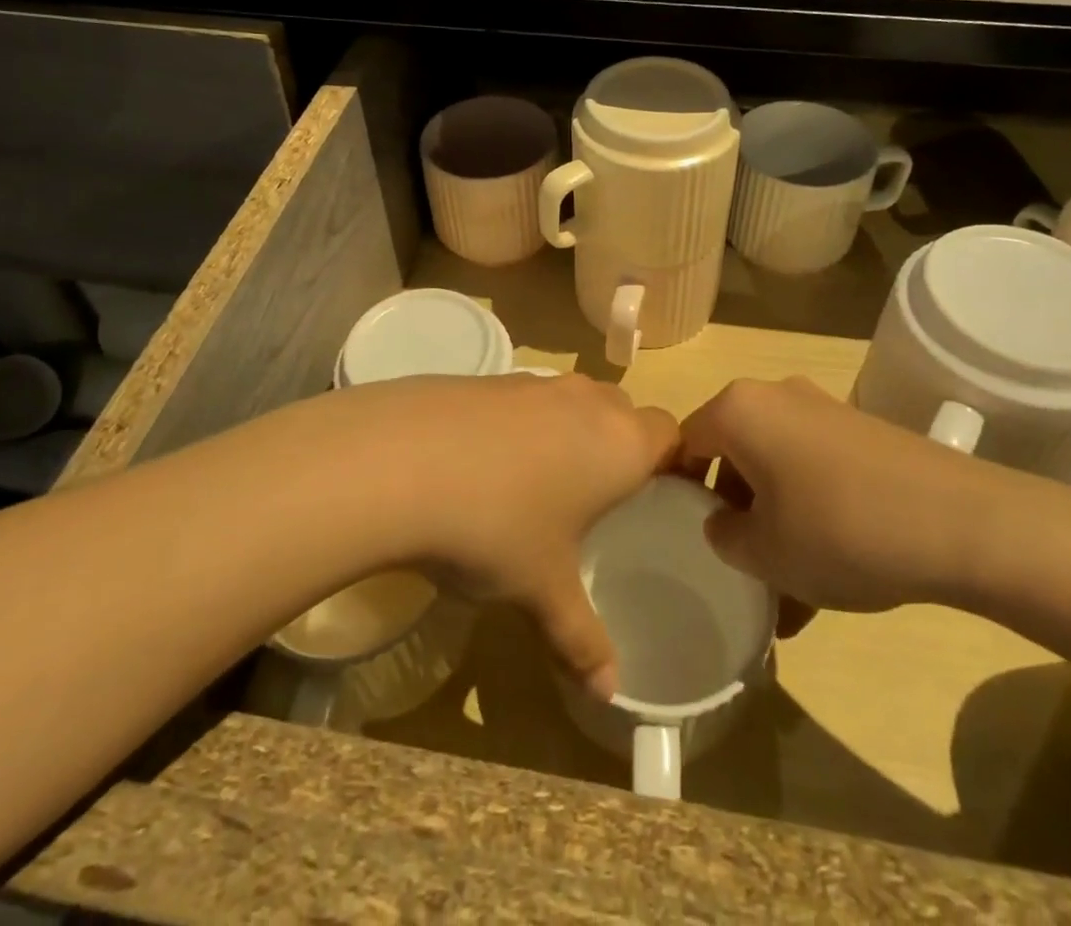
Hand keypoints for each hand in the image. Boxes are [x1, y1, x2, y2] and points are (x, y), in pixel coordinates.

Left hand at [330, 373, 676, 698]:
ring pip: (572, 400)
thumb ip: (582, 640)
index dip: (671, 462)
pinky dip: (520, 424)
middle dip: (618, 446)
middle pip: (622, 411)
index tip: (656, 497)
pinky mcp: (486, 377)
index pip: (669, 434)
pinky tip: (484, 466)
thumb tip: (609, 694)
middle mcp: (585, 400)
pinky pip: (524, 398)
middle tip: (598, 498)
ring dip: (568, 432)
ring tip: (539, 485)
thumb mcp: (542, 591)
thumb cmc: (497, 527)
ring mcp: (533, 382)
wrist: (400, 460)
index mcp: (619, 443)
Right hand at [679, 377, 998, 619]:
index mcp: (738, 410)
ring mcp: (823, 412)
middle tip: (738, 564)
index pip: (684, 442)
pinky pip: (815, 472)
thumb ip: (724, 536)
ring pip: (776, 469)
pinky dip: (810, 514)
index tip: (682, 536)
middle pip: (732, 453)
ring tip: (788, 591)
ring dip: (774, 522)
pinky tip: (830, 573)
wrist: (963, 522)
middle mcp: (776, 397)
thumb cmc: (839, 529)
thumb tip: (724, 525)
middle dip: (731, 512)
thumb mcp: (764, 552)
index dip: (676, 491)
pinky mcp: (861, 434)